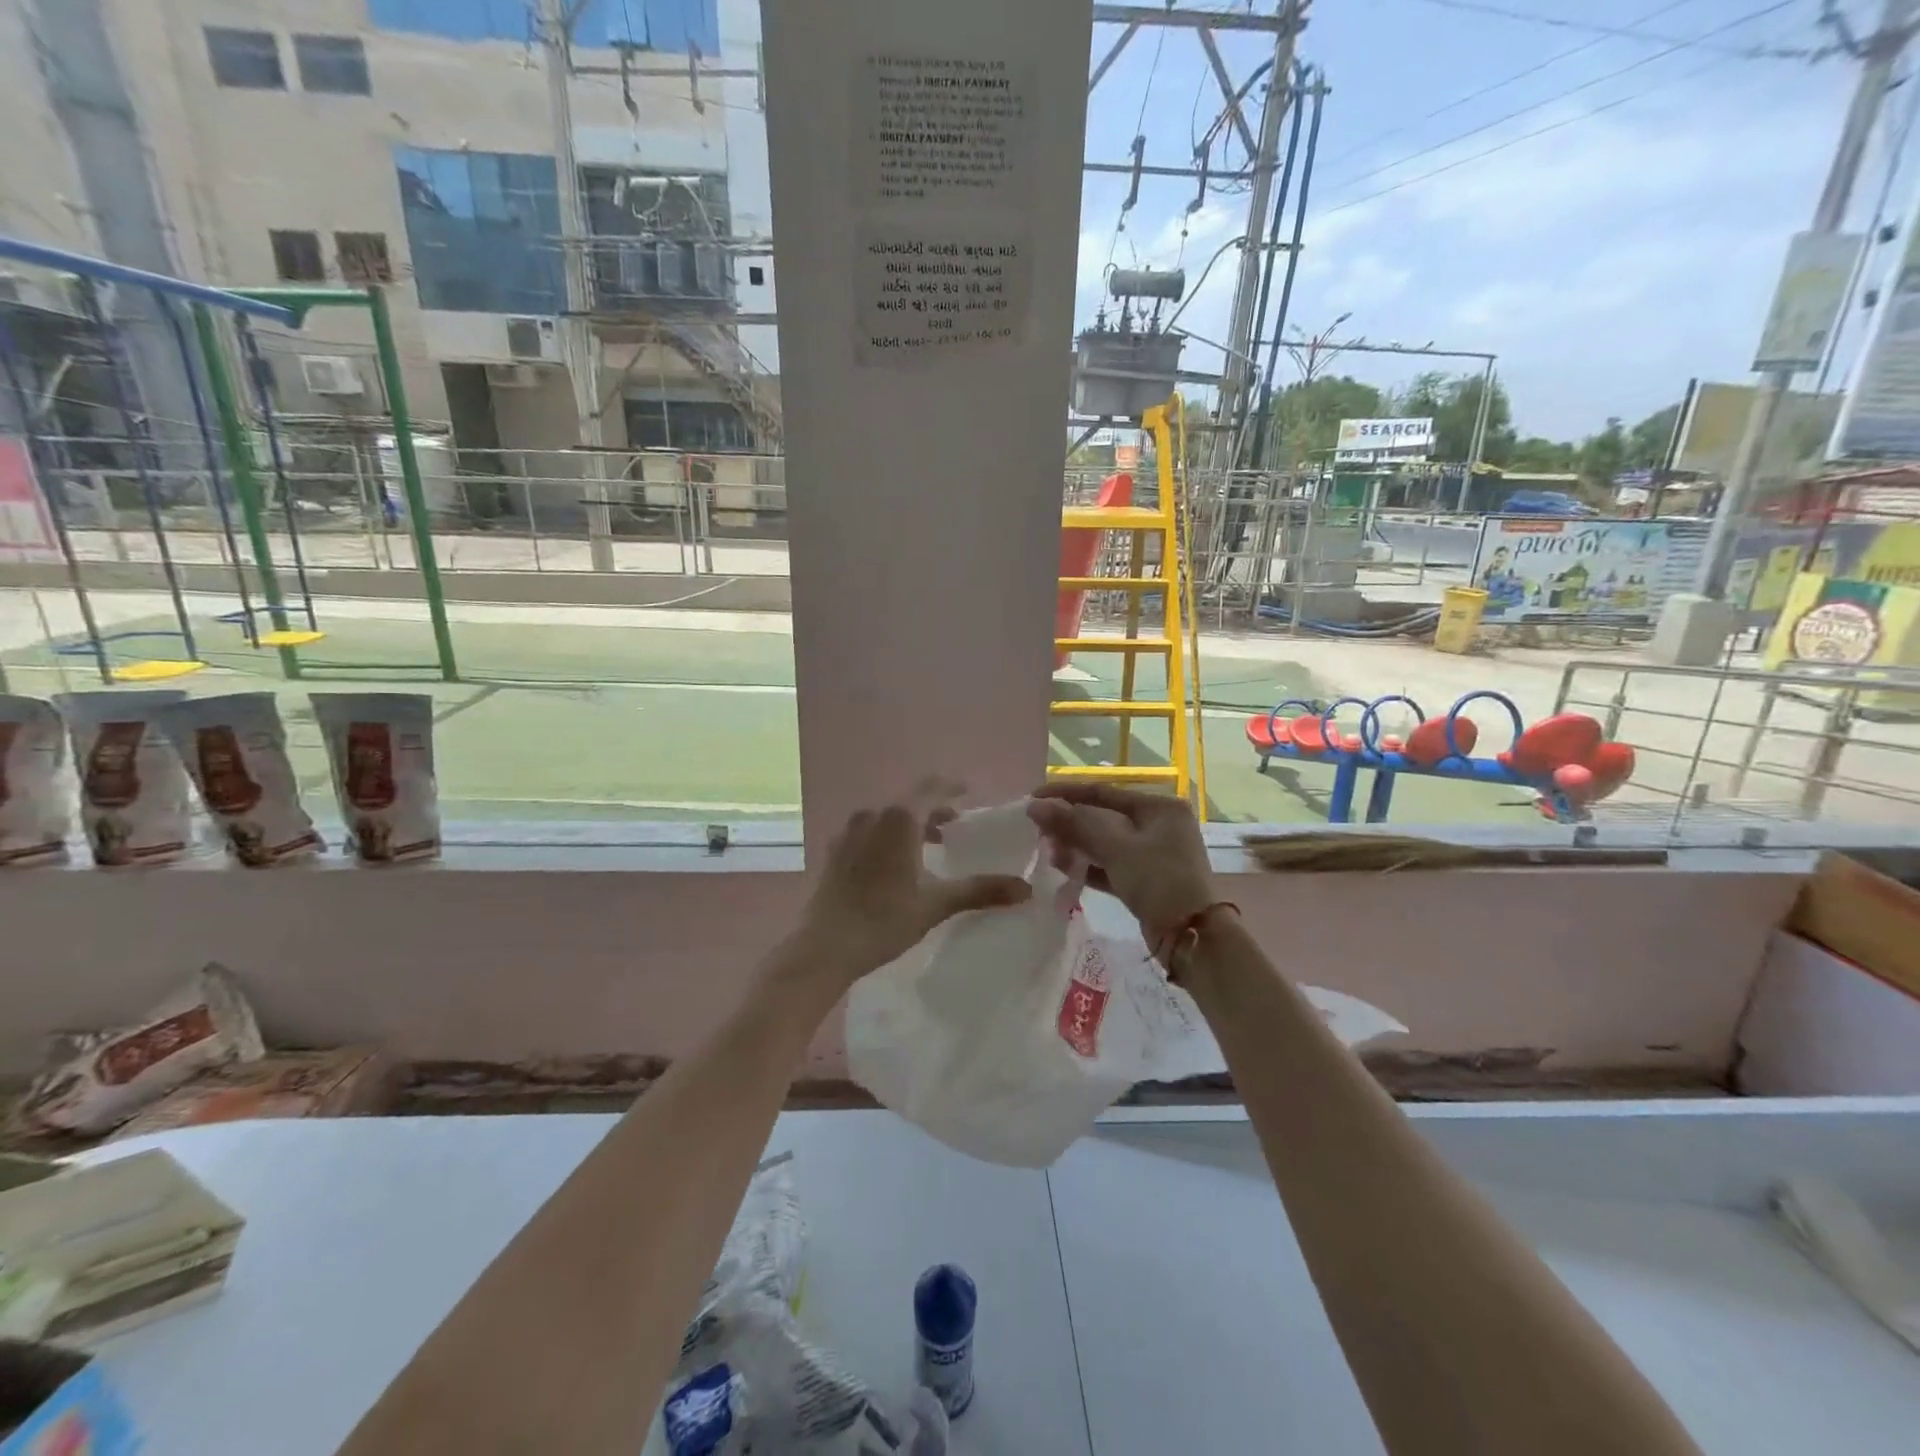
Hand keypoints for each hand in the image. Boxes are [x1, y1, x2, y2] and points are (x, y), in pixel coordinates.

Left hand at [790, 795, 1032, 994]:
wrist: (824, 947)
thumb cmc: (885, 920)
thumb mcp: (937, 903)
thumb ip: (981, 890)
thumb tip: (1026, 889)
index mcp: (899, 819)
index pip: (931, 788)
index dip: (952, 788)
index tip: (968, 792)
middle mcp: (872, 815)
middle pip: (909, 802)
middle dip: (934, 810)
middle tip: (955, 826)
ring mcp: (848, 832)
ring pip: (887, 817)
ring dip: (910, 825)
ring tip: (929, 846)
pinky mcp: (835, 852)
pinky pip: (869, 832)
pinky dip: (888, 837)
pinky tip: (895, 864)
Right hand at [1028, 783, 1215, 949]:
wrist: (1192, 937)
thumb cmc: (1159, 881)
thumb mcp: (1116, 848)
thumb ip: (1075, 824)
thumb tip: (1035, 806)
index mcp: (1159, 806)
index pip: (1104, 791)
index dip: (1066, 793)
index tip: (1033, 797)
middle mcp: (1158, 824)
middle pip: (1102, 816)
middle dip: (1069, 823)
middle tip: (1036, 830)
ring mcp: (1153, 853)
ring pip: (1104, 842)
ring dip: (1075, 845)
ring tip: (1047, 852)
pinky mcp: (1145, 879)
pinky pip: (1110, 865)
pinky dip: (1088, 865)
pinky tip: (1062, 868)